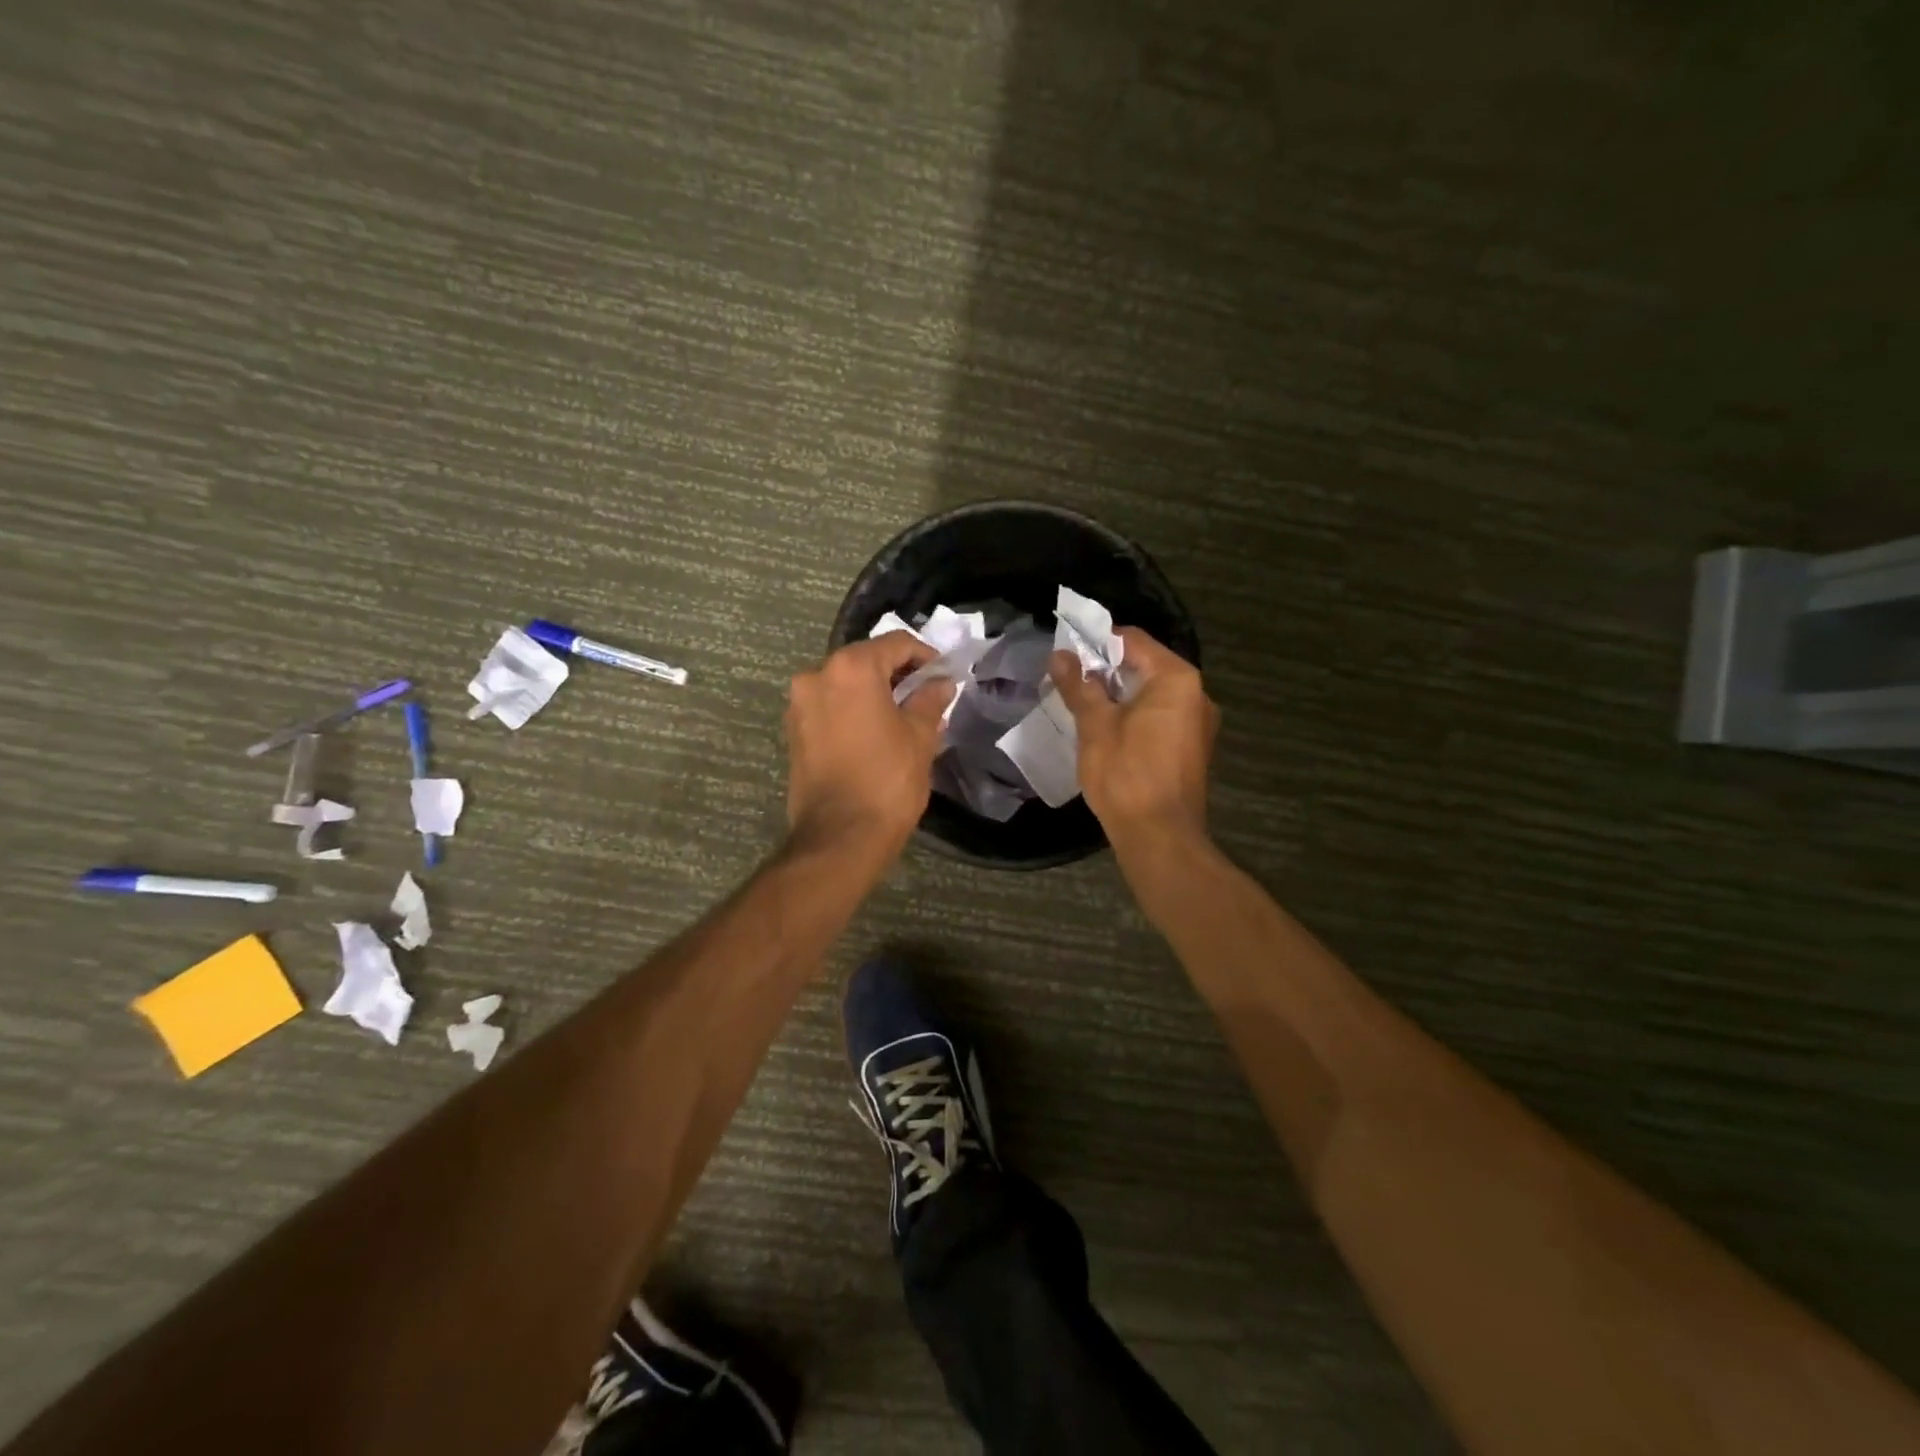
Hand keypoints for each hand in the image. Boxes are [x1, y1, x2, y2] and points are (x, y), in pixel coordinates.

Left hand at [785, 632, 956, 858]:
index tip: (943, 675)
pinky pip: (829, 708)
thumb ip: (930, 700)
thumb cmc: (887, 781)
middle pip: (865, 660)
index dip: (924, 656)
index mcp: (850, 668)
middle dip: (896, 674)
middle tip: (925, 695)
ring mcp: (799, 705)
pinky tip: (874, 733)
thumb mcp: (920, 737)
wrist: (840, 837)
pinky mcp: (793, 733)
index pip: (895, 644)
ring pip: (844, 685)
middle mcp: (816, 676)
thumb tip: (940, 683)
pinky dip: (852, 711)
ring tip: (901, 716)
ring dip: (873, 693)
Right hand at [1049, 626, 1217, 843]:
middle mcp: (1197, 694)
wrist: (1160, 838)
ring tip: (1083, 705)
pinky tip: (1107, 731)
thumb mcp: (1095, 726)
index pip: (1133, 640)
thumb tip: (1059, 655)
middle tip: (1069, 680)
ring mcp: (1198, 723)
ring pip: (1152, 693)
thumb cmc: (1126, 775)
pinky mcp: (1192, 748)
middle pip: (1145, 665)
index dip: (1097, 642)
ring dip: (1118, 694)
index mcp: (1176, 679)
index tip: (1066, 654)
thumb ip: (1078, 686)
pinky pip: (1160, 716)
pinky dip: (1134, 715)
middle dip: (1106, 670)